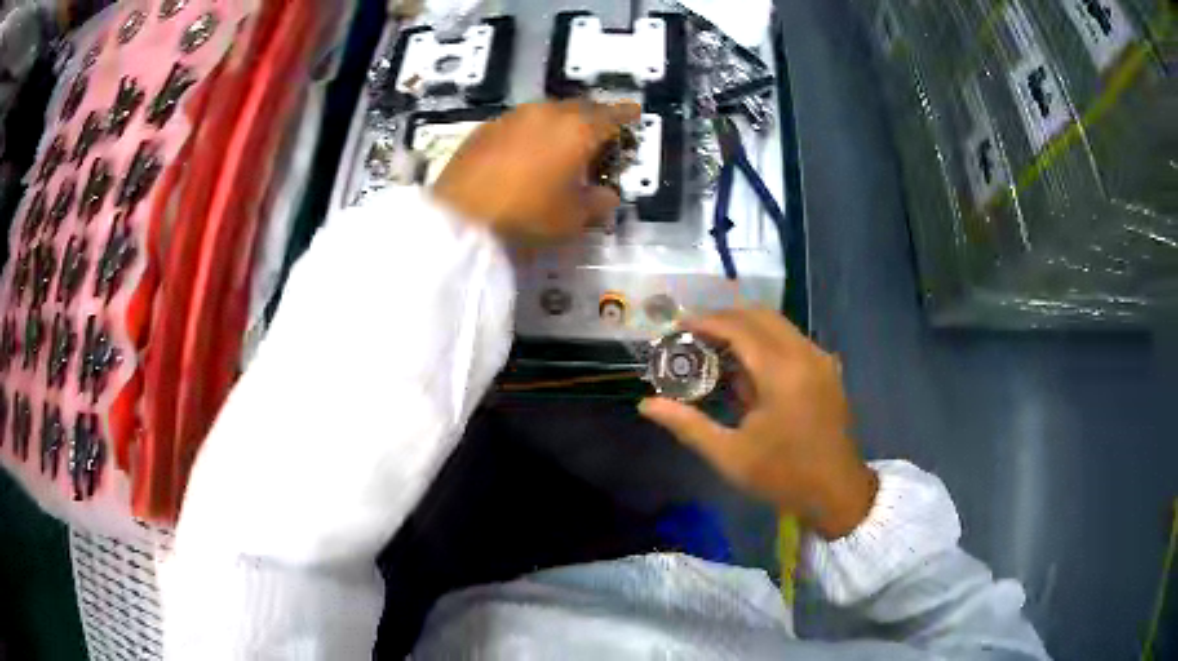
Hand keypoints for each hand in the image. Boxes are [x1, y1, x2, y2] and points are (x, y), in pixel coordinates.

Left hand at [433, 100, 639, 240]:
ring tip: (562, 142)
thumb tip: (607, 195)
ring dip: (560, 122)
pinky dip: (531, 131)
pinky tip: (526, 150)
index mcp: (577, 129)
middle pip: (579, 107)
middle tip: (600, 132)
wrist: (460, 217)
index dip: (626, 115)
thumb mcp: (573, 217)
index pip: (611, 115)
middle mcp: (546, 113)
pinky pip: (519, 123)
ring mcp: (512, 117)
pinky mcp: (484, 129)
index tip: (635, 113)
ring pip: (546, 111)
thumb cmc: (527, 215)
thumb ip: (598, 202)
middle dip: (593, 116)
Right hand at [639, 308, 877, 539]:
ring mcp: (821, 359)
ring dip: (746, 328)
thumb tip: (646, 405)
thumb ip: (687, 425)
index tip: (677, 326)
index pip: (738, 327)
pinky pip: (792, 340)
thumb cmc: (783, 476)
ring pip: (779, 324)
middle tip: (694, 334)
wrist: (837, 491)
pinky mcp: (828, 369)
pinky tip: (750, 369)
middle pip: (760, 315)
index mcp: (781, 372)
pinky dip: (766, 341)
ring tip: (716, 349)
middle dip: (725, 318)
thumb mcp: (730, 456)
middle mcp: (805, 354)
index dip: (705, 321)